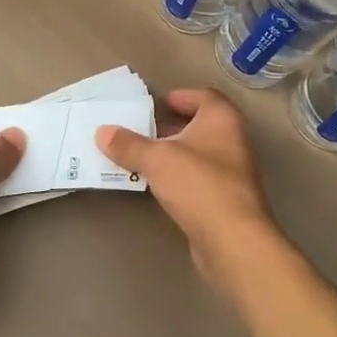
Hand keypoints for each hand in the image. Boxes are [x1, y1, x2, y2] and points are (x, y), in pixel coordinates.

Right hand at [95, 88, 286, 291]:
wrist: (232, 240)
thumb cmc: (198, 184)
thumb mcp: (156, 159)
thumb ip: (128, 144)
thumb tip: (102, 131)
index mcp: (222, 119)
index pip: (204, 96)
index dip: (182, 96)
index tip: (159, 103)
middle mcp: (233, 140)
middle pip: (202, 125)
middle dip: (173, 126)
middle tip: (144, 130)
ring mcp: (234, 172)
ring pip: (200, 153)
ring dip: (175, 154)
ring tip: (143, 158)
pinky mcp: (228, 200)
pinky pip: (199, 179)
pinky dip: (180, 177)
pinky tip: (159, 186)